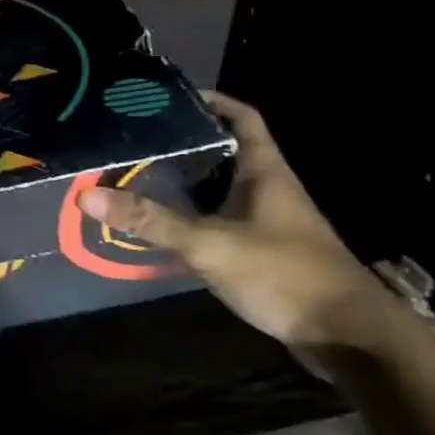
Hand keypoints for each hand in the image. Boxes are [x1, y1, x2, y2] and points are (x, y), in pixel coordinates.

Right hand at [78, 91, 388, 373]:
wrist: (347, 337)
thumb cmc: (284, 274)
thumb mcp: (210, 244)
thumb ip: (151, 221)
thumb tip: (87, 197)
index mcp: (265, 172)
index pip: (243, 118)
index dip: (213, 101)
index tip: (171, 98)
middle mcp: (270, 190)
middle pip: (227, 153)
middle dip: (187, 144)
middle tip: (140, 141)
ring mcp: (271, 224)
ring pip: (223, 190)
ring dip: (189, 185)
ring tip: (142, 178)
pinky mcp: (267, 254)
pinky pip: (224, 223)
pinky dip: (197, 220)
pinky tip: (168, 229)